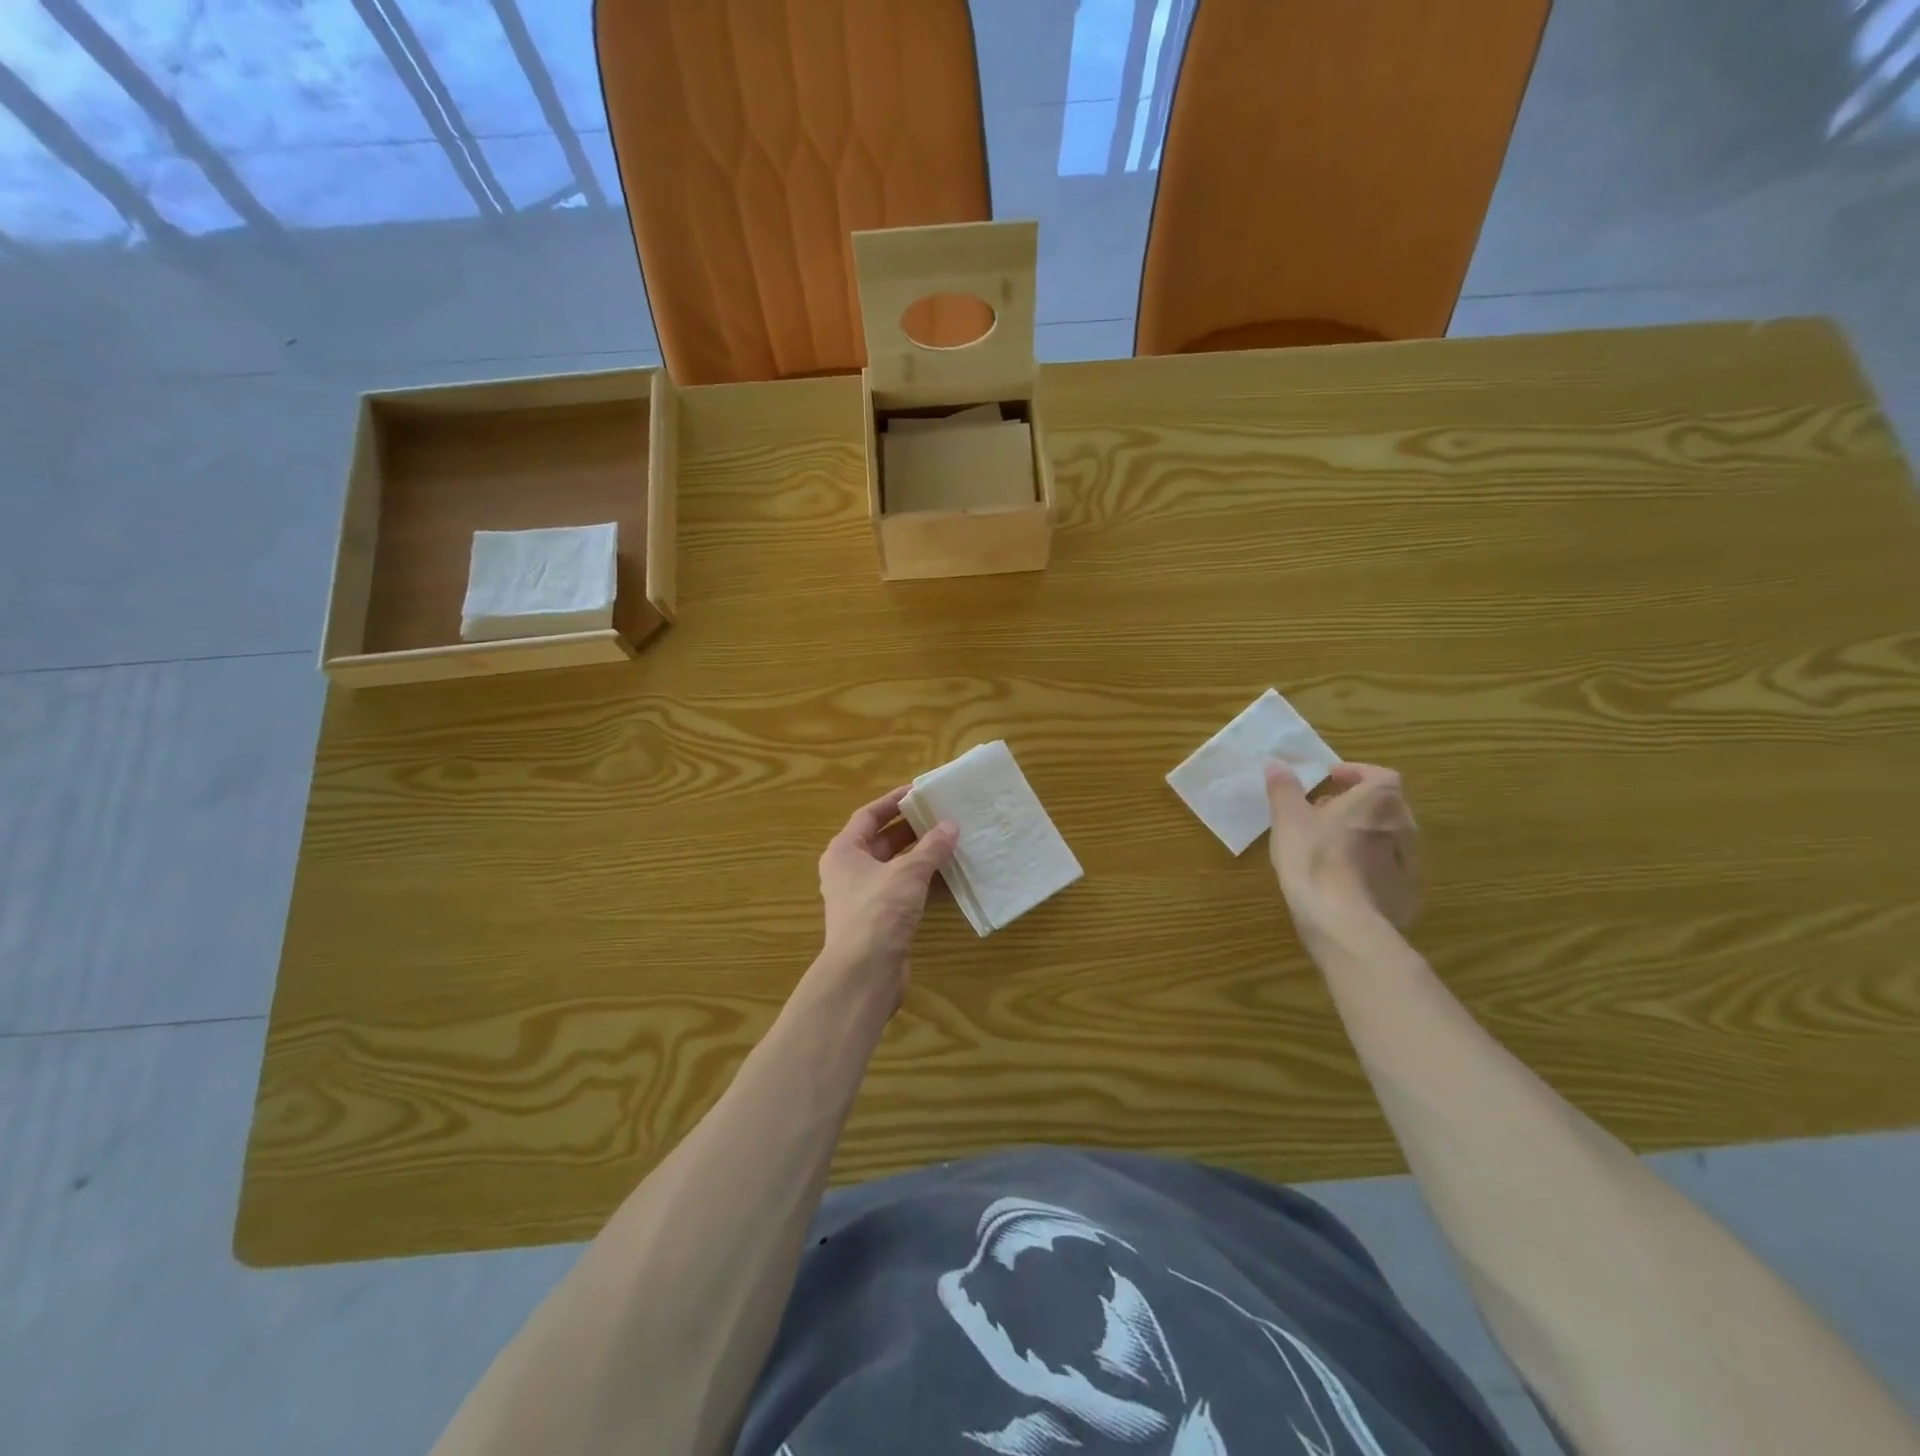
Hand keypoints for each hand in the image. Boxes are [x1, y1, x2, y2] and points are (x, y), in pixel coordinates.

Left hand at [816, 786, 957, 1011]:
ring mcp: (864, 897)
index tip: (919, 791)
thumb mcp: (908, 873)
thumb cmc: (878, 911)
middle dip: (911, 828)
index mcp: (844, 852)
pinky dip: (923, 882)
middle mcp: (849, 871)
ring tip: (951, 841)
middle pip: (882, 841)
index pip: (868, 816)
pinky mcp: (880, 920)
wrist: (864, 974)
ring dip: (920, 856)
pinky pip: (903, 890)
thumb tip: (951, 826)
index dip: (893, 801)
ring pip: (895, 867)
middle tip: (942, 815)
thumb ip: (931, 847)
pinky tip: (949, 876)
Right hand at [1266, 763, 1420, 935]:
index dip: (1356, 773)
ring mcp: (1410, 863)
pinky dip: (1371, 867)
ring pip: (1389, 839)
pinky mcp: (1407, 894)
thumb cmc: (1314, 858)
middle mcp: (1404, 827)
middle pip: (1386, 806)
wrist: (1342, 921)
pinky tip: (1344, 879)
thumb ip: (1284, 788)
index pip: (1379, 775)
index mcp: (1379, 801)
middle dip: (1358, 804)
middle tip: (1326, 811)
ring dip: (1365, 835)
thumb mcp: (1288, 818)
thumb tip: (1277, 763)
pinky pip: (1389, 870)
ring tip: (1332, 845)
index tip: (1330, 779)